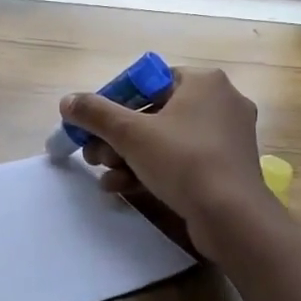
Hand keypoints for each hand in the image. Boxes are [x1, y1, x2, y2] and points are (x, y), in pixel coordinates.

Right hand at [60, 67, 273, 255]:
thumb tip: (67, 101)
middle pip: (153, 113)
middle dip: (117, 137)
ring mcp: (227, 137)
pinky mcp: (227, 168)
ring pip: (165, 140)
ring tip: (106, 176)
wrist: (233, 218)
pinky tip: (123, 188)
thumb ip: (95, 113)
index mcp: (204, 82)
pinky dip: (152, 170)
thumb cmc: (183, 161)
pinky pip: (182, 160)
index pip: (147, 82)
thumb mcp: (130, 133)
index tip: (93, 126)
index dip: (114, 102)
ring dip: (129, 157)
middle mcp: (221, 102)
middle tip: (94, 156)